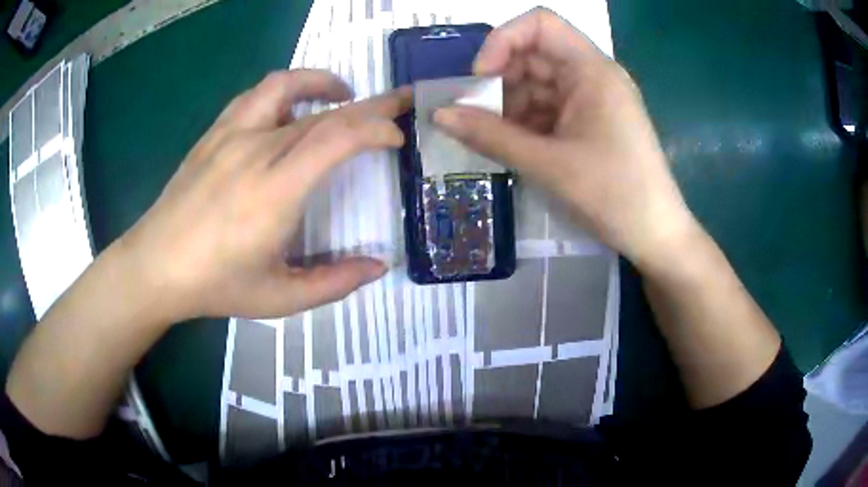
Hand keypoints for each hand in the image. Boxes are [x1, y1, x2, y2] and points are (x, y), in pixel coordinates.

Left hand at [115, 69, 410, 320]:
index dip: (376, 128)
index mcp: (275, 191)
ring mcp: (230, 135)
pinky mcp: (213, 134)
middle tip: (397, 101)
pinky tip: (289, 108)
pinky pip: (255, 96)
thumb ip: (334, 283)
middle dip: (369, 104)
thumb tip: (378, 267)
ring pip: (285, 86)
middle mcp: (256, 150)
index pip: (338, 138)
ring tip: (342, 93)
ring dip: (321, 82)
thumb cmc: (216, 285)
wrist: (155, 266)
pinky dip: (284, 90)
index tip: (396, 136)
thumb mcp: (280, 298)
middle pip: (323, 111)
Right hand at [434, 8, 696, 267]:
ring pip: (537, 84)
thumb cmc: (613, 195)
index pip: (539, 24)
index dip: (502, 41)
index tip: (479, 79)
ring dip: (508, 106)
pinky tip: (511, 146)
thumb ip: (490, 136)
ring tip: (490, 139)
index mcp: (592, 70)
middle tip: (473, 118)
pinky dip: (525, 122)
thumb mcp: (548, 164)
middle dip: (499, 81)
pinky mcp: (589, 121)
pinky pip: (548, 108)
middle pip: (534, 54)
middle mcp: (592, 75)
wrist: (655, 235)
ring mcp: (592, 99)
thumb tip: (438, 115)